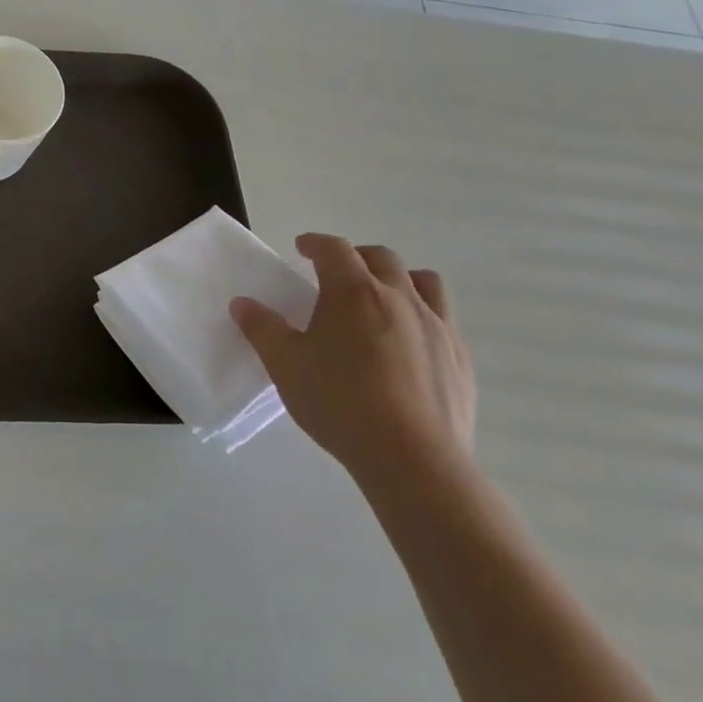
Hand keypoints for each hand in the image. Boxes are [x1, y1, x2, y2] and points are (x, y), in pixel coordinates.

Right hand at [230, 234, 473, 485]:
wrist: (413, 458)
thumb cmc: (339, 402)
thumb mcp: (285, 365)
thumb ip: (262, 328)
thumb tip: (243, 304)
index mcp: (354, 292)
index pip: (334, 249)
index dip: (316, 243)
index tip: (302, 248)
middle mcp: (399, 298)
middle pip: (381, 258)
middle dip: (355, 257)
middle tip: (335, 274)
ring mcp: (437, 326)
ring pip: (423, 282)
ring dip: (398, 279)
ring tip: (381, 298)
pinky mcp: (460, 357)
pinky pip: (443, 318)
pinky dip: (422, 315)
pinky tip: (407, 343)